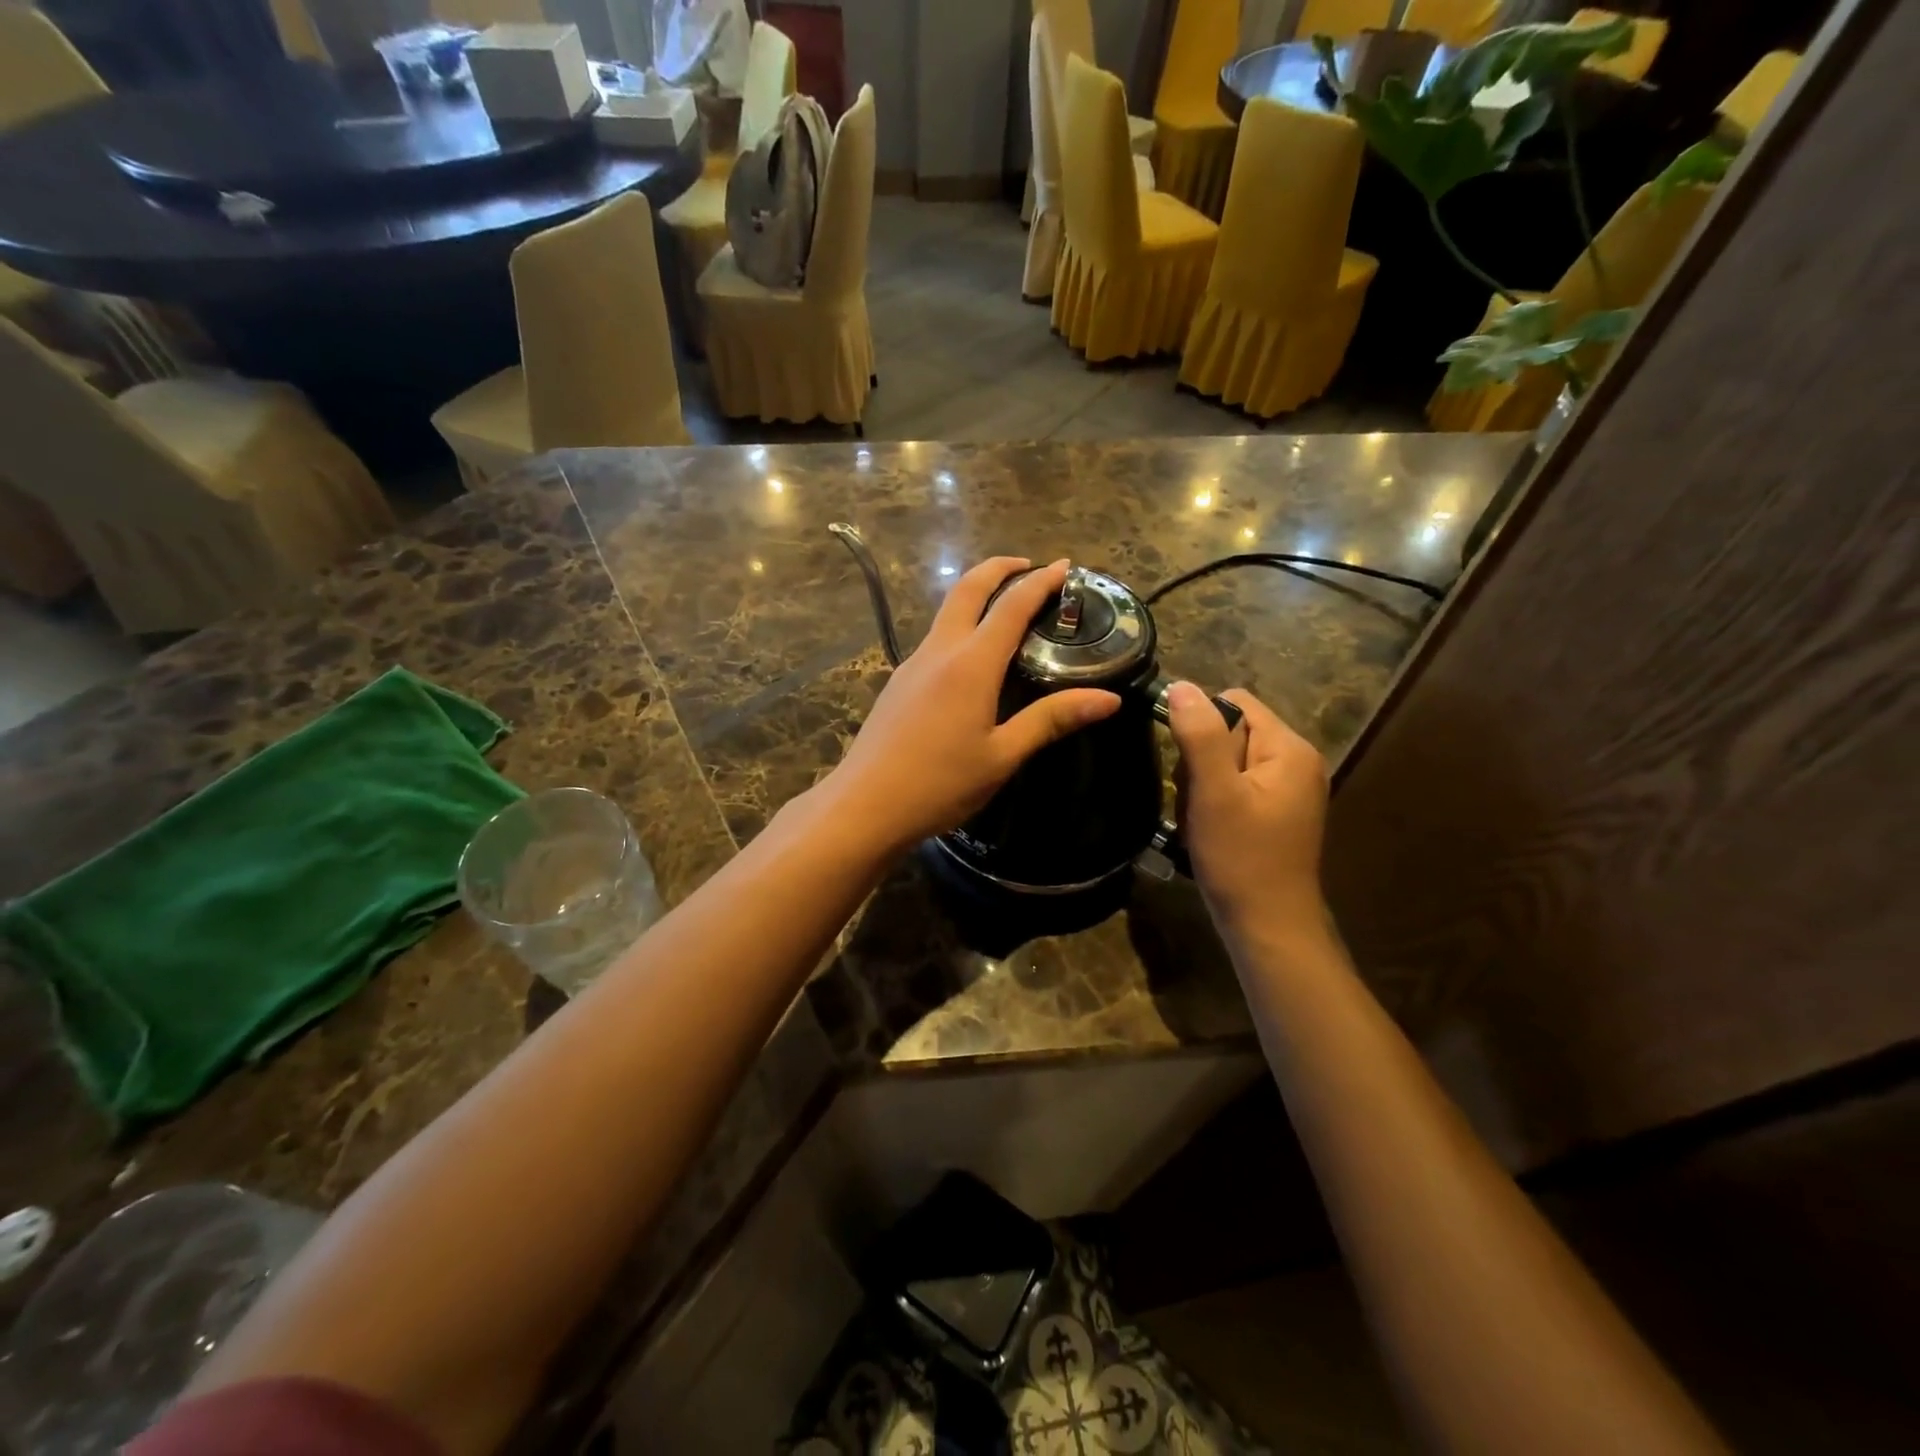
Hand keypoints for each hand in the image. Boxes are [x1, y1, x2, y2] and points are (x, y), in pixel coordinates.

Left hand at [826, 557, 1121, 850]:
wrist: (865, 806)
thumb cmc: (940, 784)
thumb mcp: (1002, 755)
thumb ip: (1051, 720)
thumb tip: (1109, 699)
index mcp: (971, 664)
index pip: (1012, 607)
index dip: (1040, 582)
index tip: (1065, 566)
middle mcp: (939, 652)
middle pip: (968, 590)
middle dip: (999, 568)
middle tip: (1029, 567)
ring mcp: (913, 665)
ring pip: (947, 612)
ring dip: (977, 595)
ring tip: (1005, 607)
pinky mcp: (898, 683)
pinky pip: (935, 639)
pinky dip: (961, 627)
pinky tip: (971, 657)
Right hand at [1166, 683, 1329, 942]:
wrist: (1268, 927)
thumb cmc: (1241, 858)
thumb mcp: (1214, 793)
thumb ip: (1200, 735)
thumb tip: (1180, 686)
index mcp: (1289, 748)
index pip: (1234, 702)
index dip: (1200, 725)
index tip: (1187, 766)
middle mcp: (1296, 762)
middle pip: (1229, 732)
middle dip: (1200, 762)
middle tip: (1197, 802)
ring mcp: (1287, 790)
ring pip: (1225, 762)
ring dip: (1202, 786)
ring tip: (1201, 821)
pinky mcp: (1275, 813)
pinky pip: (1233, 788)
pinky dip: (1213, 803)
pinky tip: (1208, 831)